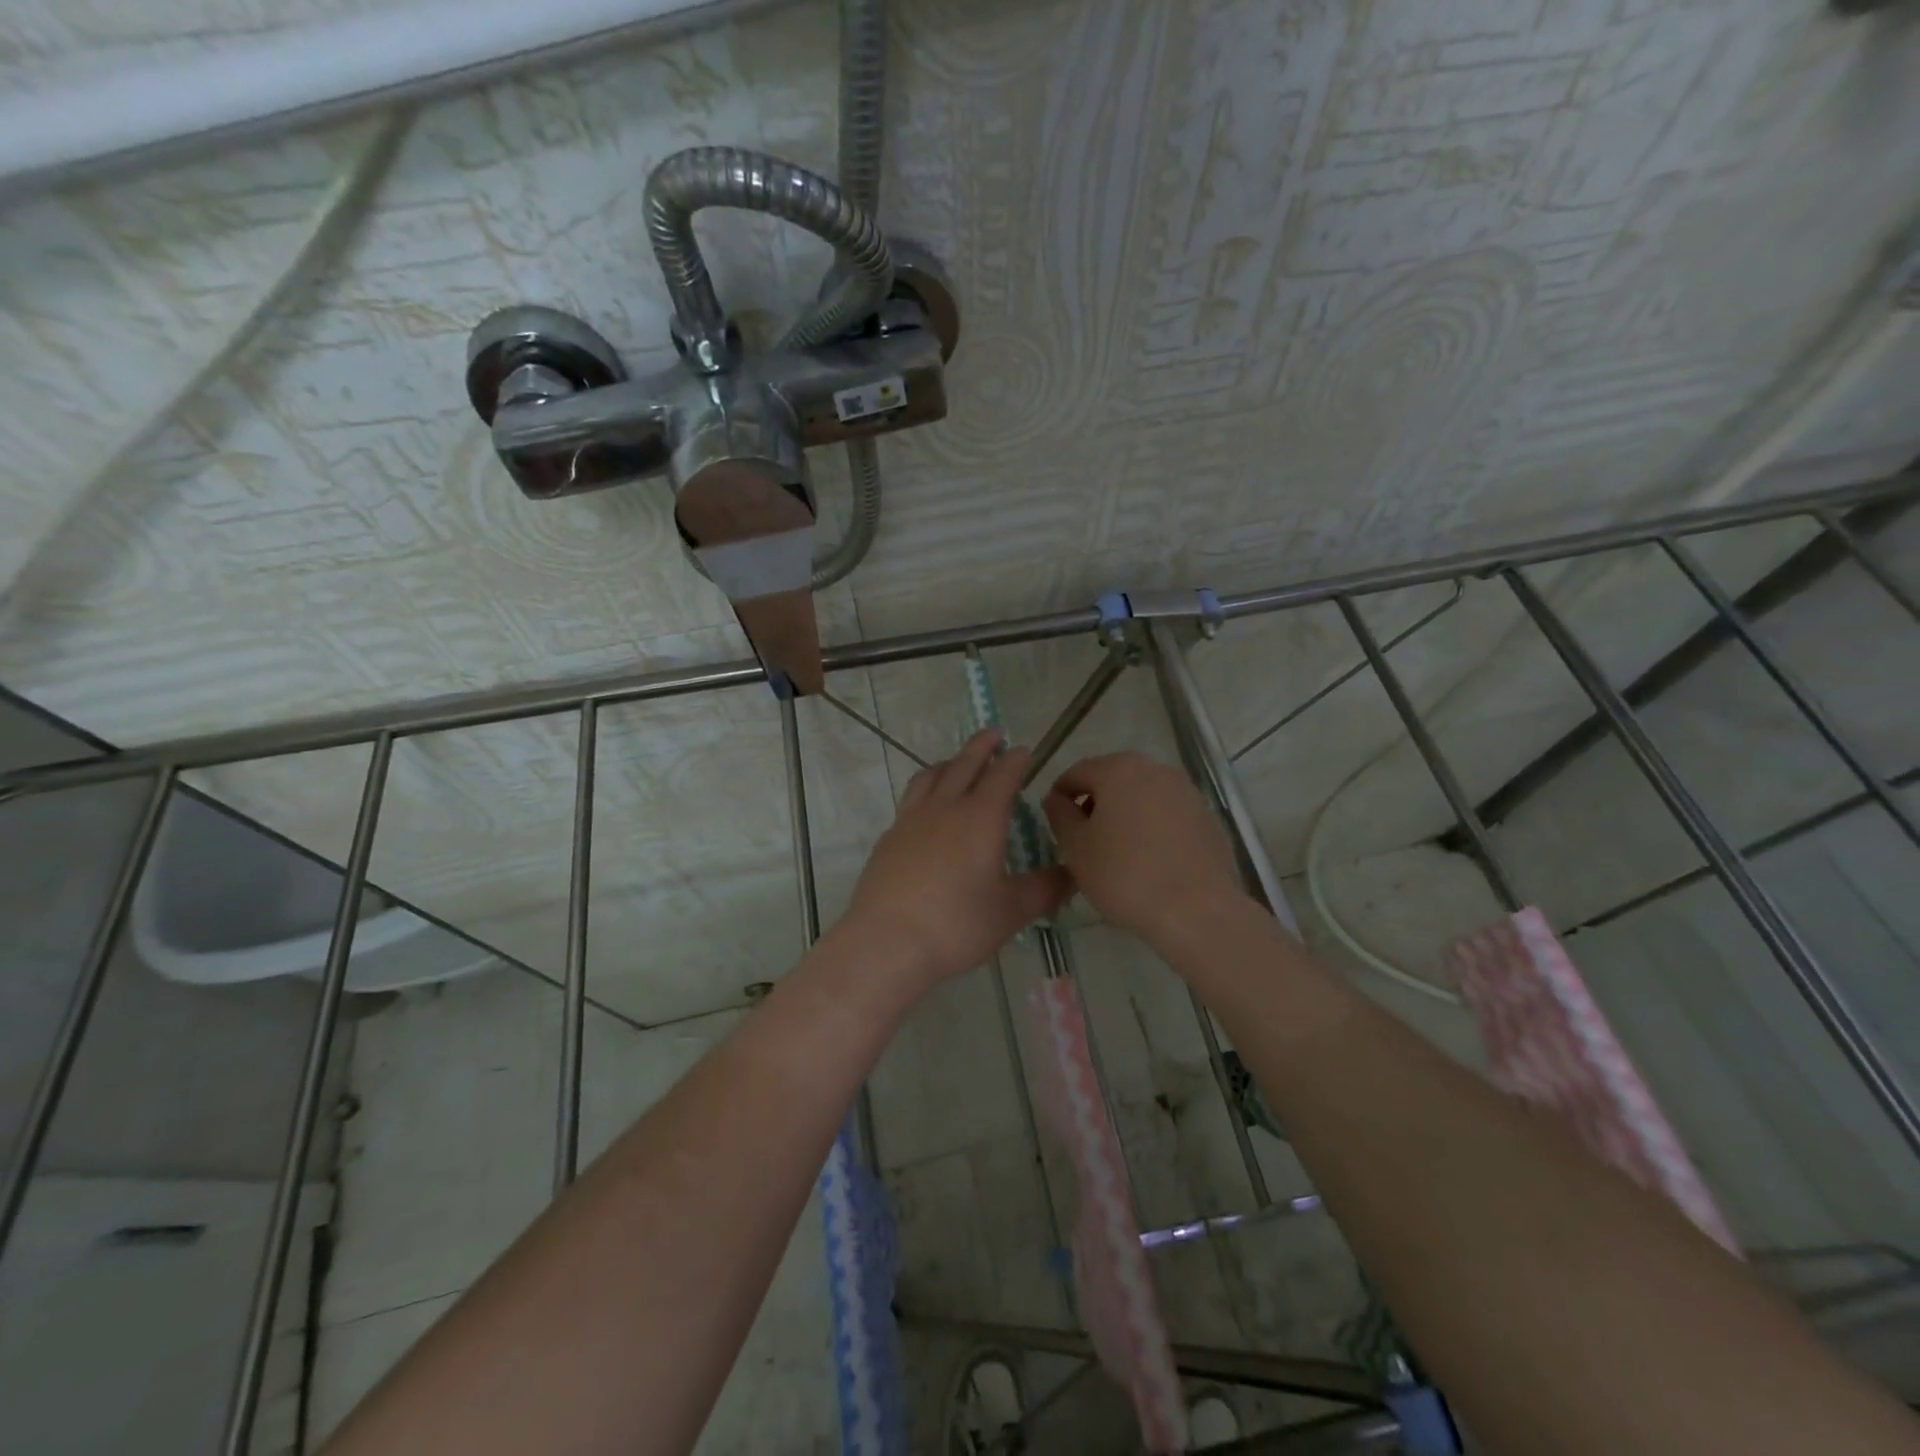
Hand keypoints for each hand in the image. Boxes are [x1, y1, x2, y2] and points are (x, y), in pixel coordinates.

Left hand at [843, 729, 1069, 989]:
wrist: (886, 942)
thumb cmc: (956, 924)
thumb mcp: (1010, 911)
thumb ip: (1045, 889)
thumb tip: (1073, 874)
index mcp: (980, 818)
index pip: (1002, 777)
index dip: (1015, 761)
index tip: (1023, 749)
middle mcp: (944, 809)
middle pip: (964, 766)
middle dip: (981, 747)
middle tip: (992, 733)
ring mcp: (911, 820)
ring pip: (930, 777)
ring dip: (948, 763)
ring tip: (956, 761)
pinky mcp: (889, 838)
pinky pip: (910, 800)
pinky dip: (924, 789)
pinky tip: (926, 807)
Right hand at [1042, 752, 1244, 942]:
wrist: (1198, 911)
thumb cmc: (1125, 875)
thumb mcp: (1076, 848)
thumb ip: (1060, 815)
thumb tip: (1057, 800)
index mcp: (1119, 769)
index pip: (1076, 773)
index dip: (1059, 797)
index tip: (1054, 825)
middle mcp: (1155, 769)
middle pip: (1111, 780)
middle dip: (1093, 805)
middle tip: (1082, 841)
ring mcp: (1186, 791)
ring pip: (1141, 797)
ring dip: (1123, 816)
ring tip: (1116, 854)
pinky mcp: (1206, 817)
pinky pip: (1167, 815)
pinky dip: (1152, 829)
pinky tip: (1149, 862)